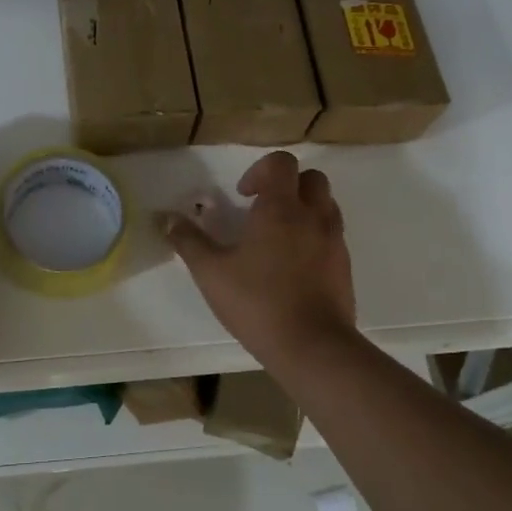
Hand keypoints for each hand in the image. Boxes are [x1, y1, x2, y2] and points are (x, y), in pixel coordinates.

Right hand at [162, 151, 356, 368]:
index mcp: (281, 209)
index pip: (281, 163)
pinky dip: (314, 237)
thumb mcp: (211, 273)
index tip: (243, 196)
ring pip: (326, 205)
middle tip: (262, 210)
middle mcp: (314, 216)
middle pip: (311, 178)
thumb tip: (167, 219)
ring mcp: (335, 241)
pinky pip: (332, 235)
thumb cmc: (258, 302)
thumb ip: (189, 241)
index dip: (260, 170)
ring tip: (277, 237)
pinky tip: (292, 266)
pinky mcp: (345, 267)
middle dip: (287, 185)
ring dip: (304, 209)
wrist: (313, 347)